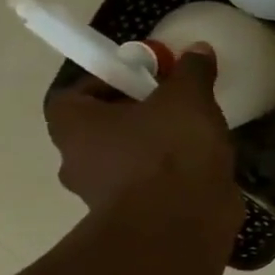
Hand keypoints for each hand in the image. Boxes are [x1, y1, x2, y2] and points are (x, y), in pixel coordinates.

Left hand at [45, 45, 242, 236]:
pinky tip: (201, 173)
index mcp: (74, 125)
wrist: (180, 225)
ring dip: (153, 154)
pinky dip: (170, 182)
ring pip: (126, 164)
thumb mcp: (187, 98)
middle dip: (135, 120)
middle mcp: (76, 162)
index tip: (144, 82)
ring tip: (195, 143)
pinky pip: (149, 191)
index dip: (108, 85)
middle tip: (174, 111)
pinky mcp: (133, 221)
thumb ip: (191, 72)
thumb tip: (198, 49)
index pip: (75, 96)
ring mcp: (102, 198)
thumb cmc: (169, 151)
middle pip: (101, 131)